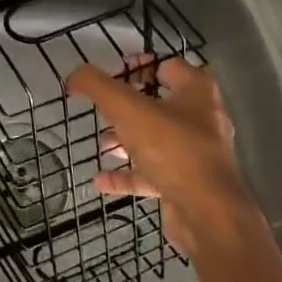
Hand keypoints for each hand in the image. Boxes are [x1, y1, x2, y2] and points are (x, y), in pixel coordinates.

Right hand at [66, 57, 254, 254]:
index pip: (166, 65)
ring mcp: (196, 155)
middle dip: (127, 107)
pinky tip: (99, 180)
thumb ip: (96, 86)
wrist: (208, 216)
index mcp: (196, 91)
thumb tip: (73, 76)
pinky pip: (151, 174)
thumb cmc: (171, 148)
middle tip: (102, 110)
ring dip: (125, 141)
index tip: (112, 74)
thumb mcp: (126, 108)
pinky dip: (126, 175)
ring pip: (154, 140)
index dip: (138, 66)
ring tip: (101, 145)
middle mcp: (201, 119)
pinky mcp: (187, 185)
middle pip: (158, 104)